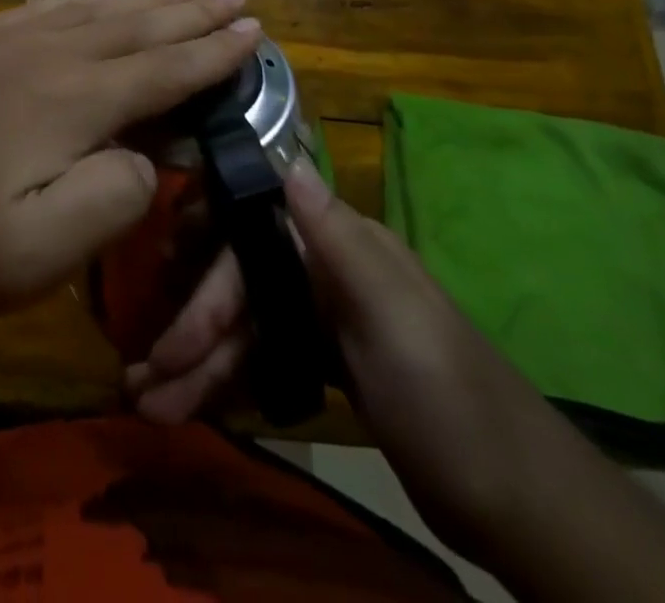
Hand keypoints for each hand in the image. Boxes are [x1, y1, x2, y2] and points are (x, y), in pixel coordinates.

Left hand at [0, 0, 262, 325]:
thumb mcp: (40, 252)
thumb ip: (111, 198)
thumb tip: (146, 157)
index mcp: (72, 102)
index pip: (162, 71)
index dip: (212, 52)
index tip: (253, 29)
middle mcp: (46, 57)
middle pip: (135, 27)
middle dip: (190, 11)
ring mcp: (3, 44)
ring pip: (93, 12)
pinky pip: (43, 10)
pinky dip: (82, 2)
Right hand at [126, 160, 573, 560]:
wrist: (522, 506)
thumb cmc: (453, 400)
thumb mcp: (395, 317)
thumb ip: (336, 238)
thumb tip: (288, 158)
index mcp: (340, 246)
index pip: (251, 233)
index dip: (204, 257)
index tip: (160, 277)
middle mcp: (324, 269)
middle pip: (239, 285)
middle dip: (191, 329)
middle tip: (142, 377)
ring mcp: (323, 318)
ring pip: (244, 326)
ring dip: (198, 363)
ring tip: (151, 406)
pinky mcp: (325, 362)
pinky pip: (259, 358)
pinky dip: (226, 379)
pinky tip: (193, 402)